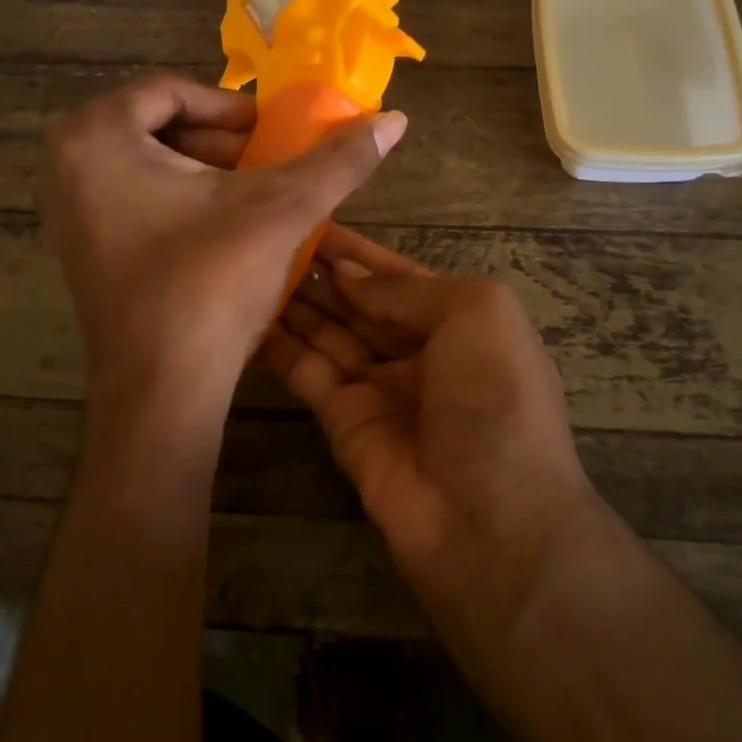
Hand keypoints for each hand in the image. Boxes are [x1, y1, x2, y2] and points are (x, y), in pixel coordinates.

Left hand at [38, 73, 404, 413]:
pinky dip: (177, 203)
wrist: (162, 387)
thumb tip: (393, 119)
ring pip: (145, 165)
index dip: (231, 110)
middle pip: (156, 126)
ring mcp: (66, 211)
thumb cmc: (211, 283)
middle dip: (219, 143)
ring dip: (203, 173)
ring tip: (253, 200)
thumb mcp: (281, 209)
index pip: (171, 91)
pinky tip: (221, 232)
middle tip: (267, 166)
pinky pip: (131, 200)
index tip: (273, 134)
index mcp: (97, 136)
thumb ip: (338, 159)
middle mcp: (66, 165)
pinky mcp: (79, 249)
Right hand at [259, 230, 601, 600]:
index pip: (400, 277)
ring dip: (295, 301)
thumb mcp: (476, 314)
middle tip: (268, 238)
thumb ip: (408, 288)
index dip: (359, 251)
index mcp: (461, 323)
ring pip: (329, 332)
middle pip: (360, 303)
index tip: (311, 219)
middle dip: (321, 272)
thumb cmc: (495, 400)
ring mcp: (379, 388)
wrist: (489, 523)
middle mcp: (419, 352)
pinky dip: (279, 345)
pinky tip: (246, 313)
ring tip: (249, 265)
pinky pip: (307, 371)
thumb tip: (347, 274)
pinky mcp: (342, 422)